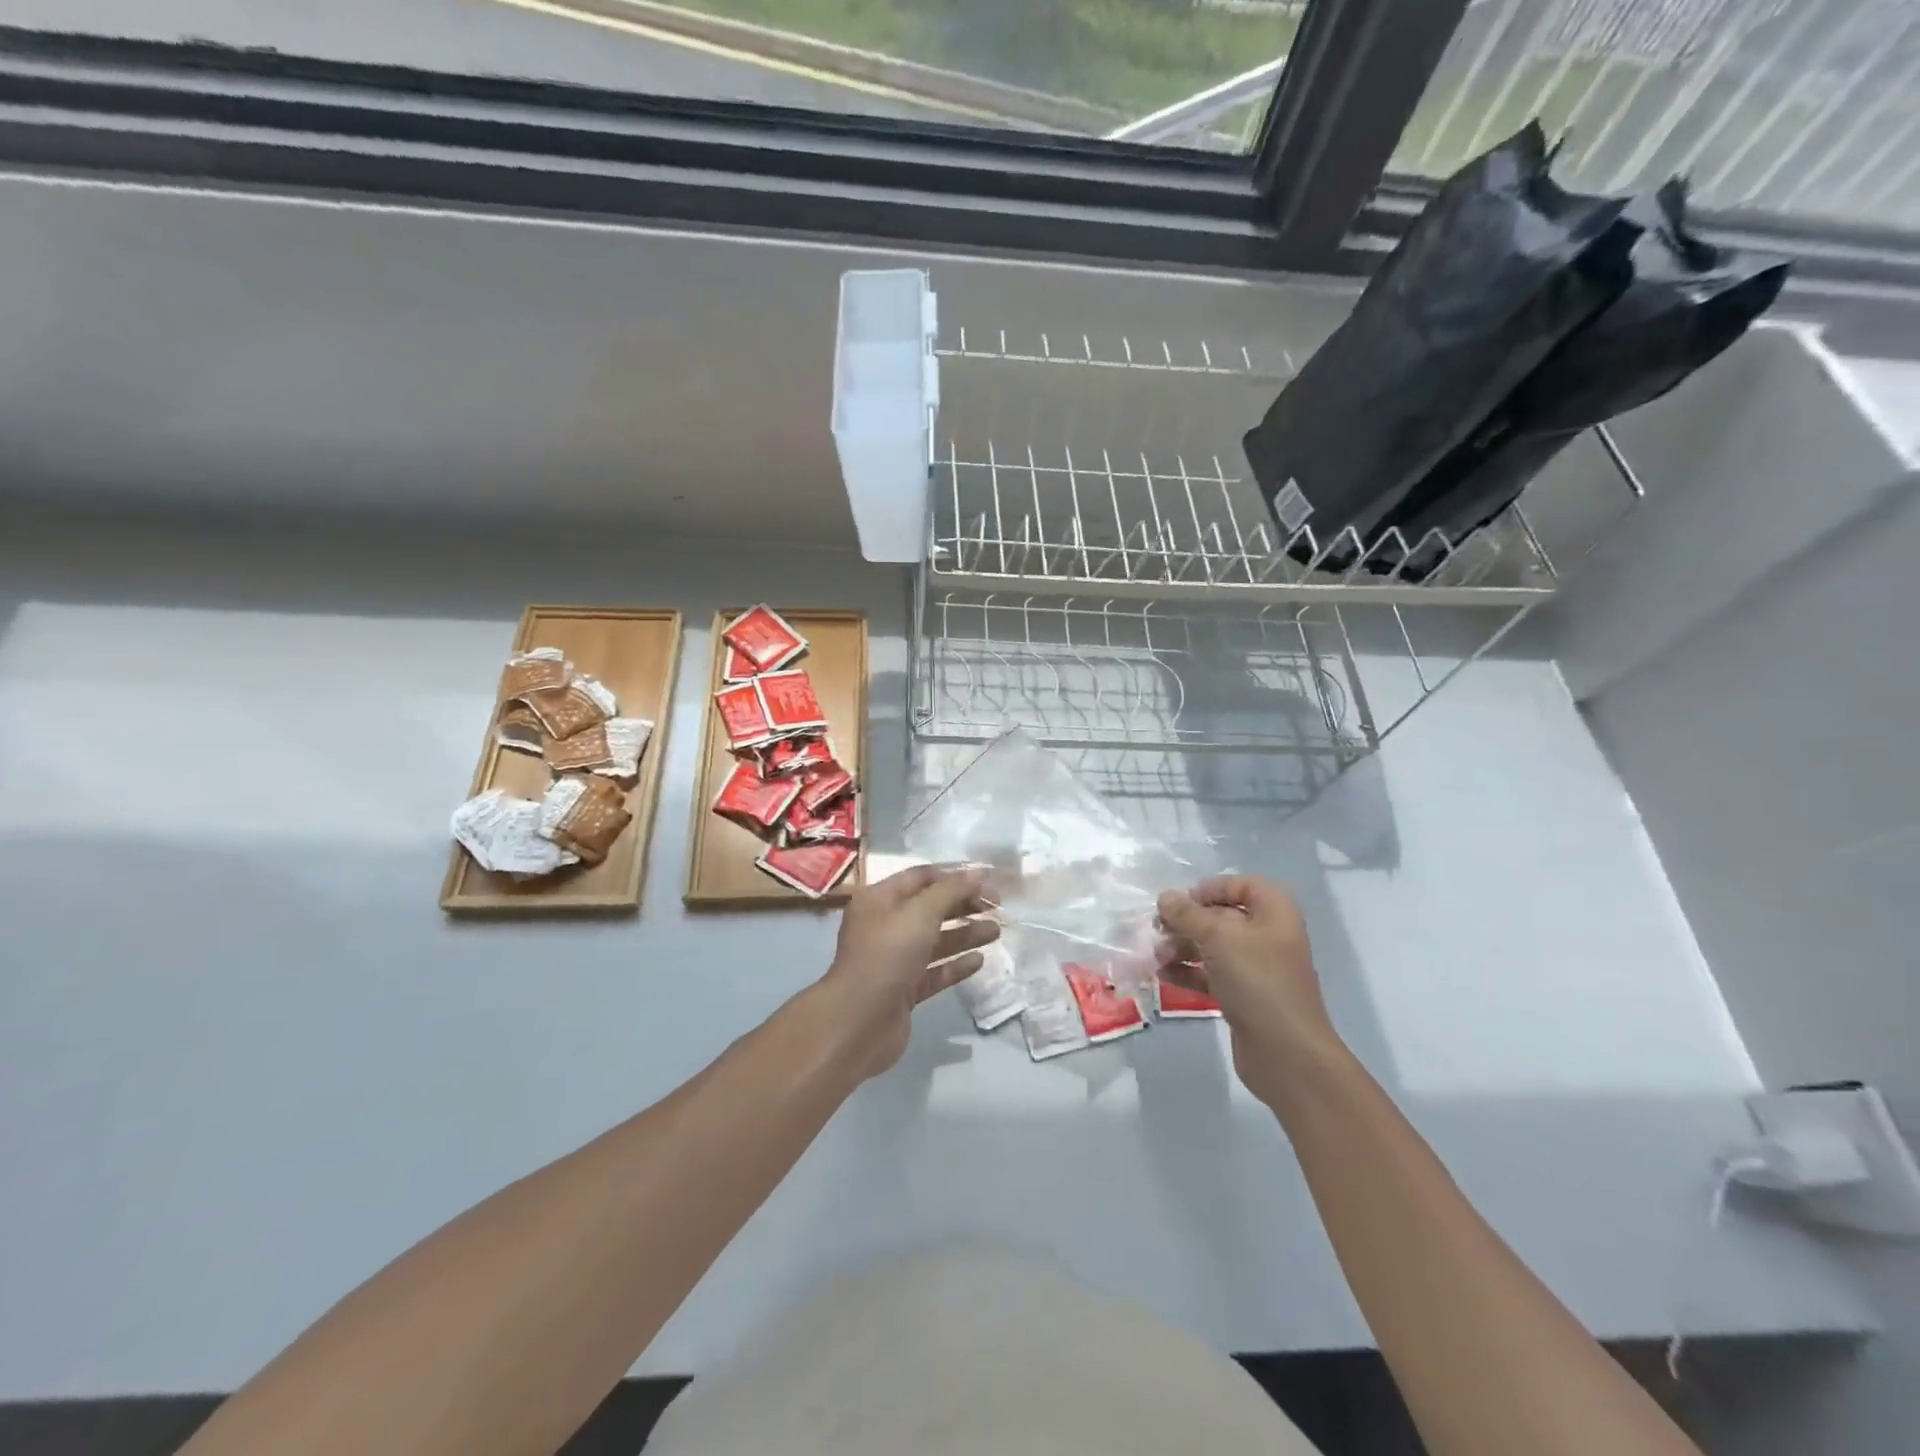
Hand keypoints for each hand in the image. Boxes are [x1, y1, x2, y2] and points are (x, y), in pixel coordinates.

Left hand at [820, 864, 999, 1078]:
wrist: (859, 1021)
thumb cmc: (887, 955)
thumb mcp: (920, 913)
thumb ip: (951, 891)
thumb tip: (977, 875)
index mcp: (879, 899)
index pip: (920, 877)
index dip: (953, 874)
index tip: (987, 878)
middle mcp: (884, 926)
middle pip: (930, 907)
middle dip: (963, 904)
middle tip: (997, 905)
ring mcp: (893, 960)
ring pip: (935, 940)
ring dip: (965, 933)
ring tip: (997, 931)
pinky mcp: (904, 990)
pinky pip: (934, 971)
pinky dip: (955, 964)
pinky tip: (979, 961)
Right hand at [1156, 876, 1338, 1103]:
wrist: (1286, 1053)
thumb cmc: (1257, 981)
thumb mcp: (1218, 937)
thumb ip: (1188, 914)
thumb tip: (1166, 898)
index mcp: (1274, 913)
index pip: (1243, 885)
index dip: (1211, 889)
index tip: (1182, 901)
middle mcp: (1268, 936)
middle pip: (1222, 917)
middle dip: (1188, 922)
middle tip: (1158, 930)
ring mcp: (1257, 969)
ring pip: (1213, 947)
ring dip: (1182, 947)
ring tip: (1157, 957)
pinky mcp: (1244, 997)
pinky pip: (1212, 975)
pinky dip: (1189, 972)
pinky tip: (1164, 975)